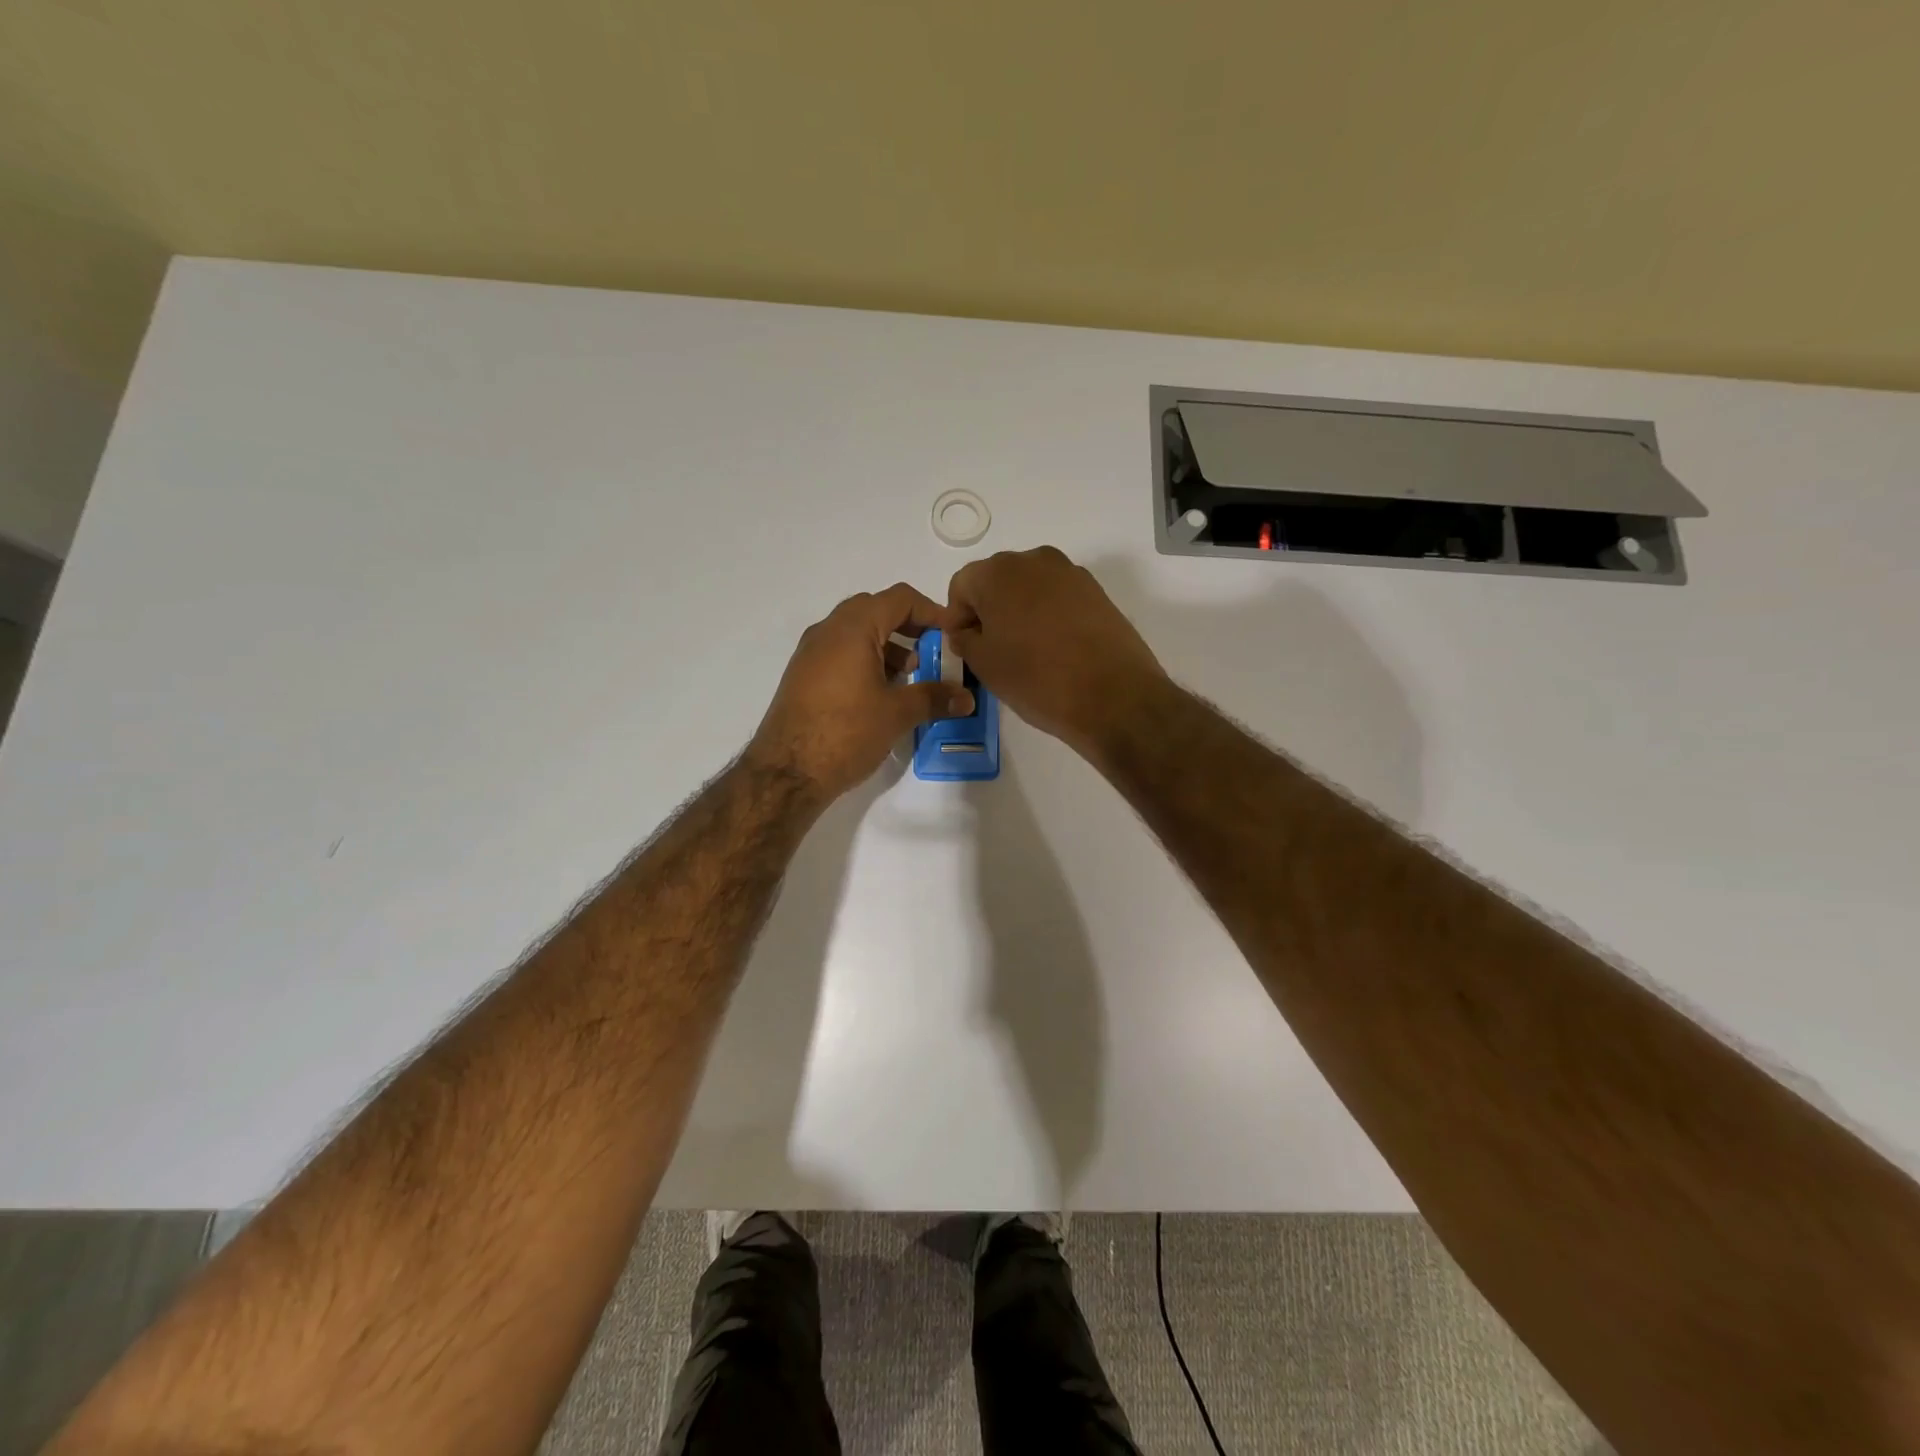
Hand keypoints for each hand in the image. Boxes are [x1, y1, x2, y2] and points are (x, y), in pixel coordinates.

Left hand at [747, 583, 974, 801]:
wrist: (786, 772)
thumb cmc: (846, 732)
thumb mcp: (897, 714)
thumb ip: (934, 698)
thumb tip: (966, 698)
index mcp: (853, 628)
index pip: (899, 599)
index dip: (932, 611)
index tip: (953, 635)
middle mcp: (828, 631)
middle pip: (876, 610)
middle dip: (909, 626)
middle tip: (932, 651)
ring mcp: (811, 653)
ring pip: (856, 632)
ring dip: (888, 645)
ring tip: (910, 675)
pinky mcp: (803, 676)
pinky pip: (841, 653)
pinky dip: (866, 660)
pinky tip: (881, 693)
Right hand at [945, 547, 1166, 758]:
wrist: (1113, 696)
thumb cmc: (1036, 678)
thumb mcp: (985, 665)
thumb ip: (965, 640)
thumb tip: (967, 632)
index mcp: (997, 573)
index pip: (962, 586)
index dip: (958, 617)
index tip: (966, 647)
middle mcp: (1033, 560)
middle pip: (997, 580)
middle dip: (989, 610)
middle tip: (993, 649)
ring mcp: (1069, 573)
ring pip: (1029, 587)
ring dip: (1019, 612)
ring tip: (1026, 651)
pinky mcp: (1096, 591)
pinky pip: (1058, 597)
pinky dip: (1048, 616)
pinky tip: (1055, 649)